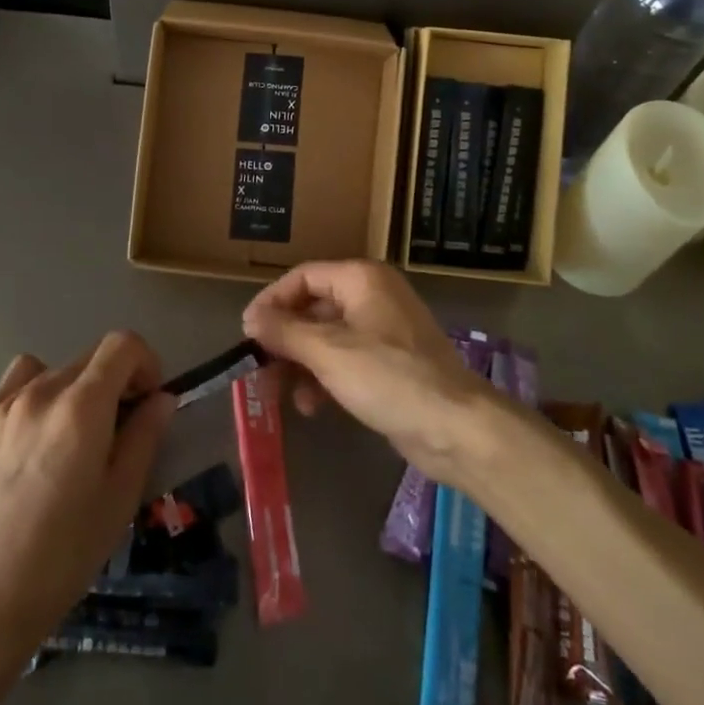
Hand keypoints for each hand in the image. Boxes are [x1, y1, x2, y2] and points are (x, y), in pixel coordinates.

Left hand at [0, 332, 174, 666]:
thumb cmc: (63, 555)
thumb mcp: (120, 499)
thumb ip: (145, 437)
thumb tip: (162, 399)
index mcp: (82, 407)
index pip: (123, 344)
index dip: (146, 363)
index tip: (149, 401)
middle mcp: (43, 390)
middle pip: (93, 357)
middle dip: (117, 381)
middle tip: (121, 430)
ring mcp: (6, 402)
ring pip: (59, 369)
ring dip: (80, 388)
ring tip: (77, 436)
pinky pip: (21, 380)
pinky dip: (41, 389)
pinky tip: (40, 432)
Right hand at [242, 260, 490, 479]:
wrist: (456, 428)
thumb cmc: (388, 377)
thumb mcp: (328, 352)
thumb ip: (284, 332)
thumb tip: (250, 318)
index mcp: (361, 279)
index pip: (303, 277)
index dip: (272, 301)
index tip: (247, 332)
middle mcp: (373, 296)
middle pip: (314, 308)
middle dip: (285, 338)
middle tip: (259, 365)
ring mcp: (384, 331)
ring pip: (327, 338)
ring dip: (301, 363)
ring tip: (281, 392)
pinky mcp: (391, 364)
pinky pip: (346, 360)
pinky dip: (324, 377)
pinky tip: (311, 406)